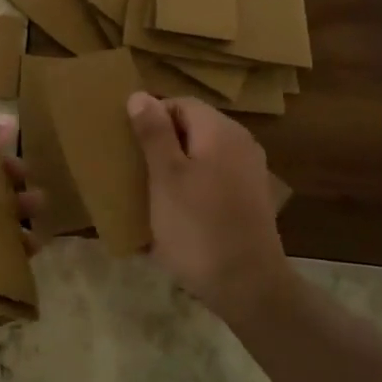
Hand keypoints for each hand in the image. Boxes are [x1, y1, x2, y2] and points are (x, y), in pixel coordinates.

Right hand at [127, 92, 290, 317]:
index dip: (151, 118)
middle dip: (163, 142)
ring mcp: (250, 171)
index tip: (130, 145)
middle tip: (136, 169)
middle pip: (194, 127)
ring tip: (152, 191)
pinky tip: (179, 212)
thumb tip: (140, 95)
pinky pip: (216, 177)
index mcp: (220, 130)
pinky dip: (195, 185)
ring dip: (177, 166)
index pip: (179, 103)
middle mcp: (241, 142)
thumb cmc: (197, 226)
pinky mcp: (252, 199)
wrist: (248, 286)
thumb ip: (154, 133)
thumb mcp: (165, 177)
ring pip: (204, 153)